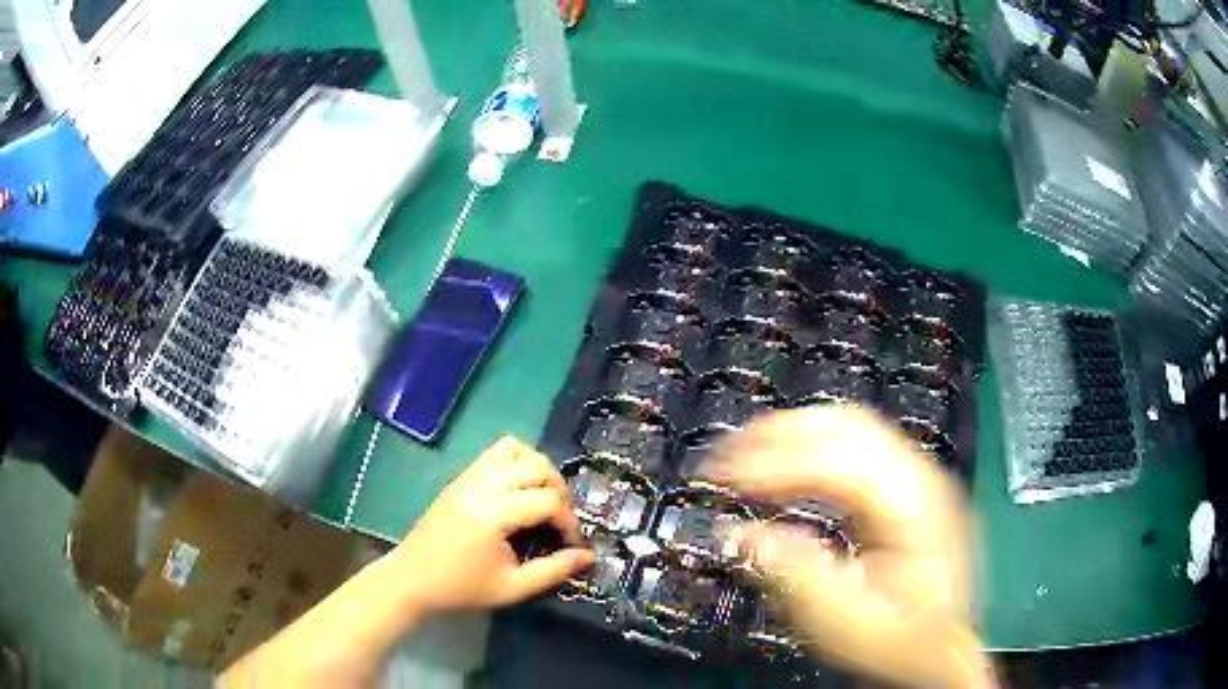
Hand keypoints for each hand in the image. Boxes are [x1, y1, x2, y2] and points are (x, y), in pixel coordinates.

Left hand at [390, 436, 593, 613]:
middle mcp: (482, 484)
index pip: (549, 500)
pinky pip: (496, 451)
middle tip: (560, 522)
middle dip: (560, 492)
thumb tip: (588, 556)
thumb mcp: (512, 588)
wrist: (412, 579)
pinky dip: (517, 461)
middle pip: (539, 466)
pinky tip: (519, 491)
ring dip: (539, 470)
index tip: (573, 545)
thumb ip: (554, 570)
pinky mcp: (461, 477)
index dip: (569, 522)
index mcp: (494, 512)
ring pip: (518, 449)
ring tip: (542, 499)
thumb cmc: (461, 588)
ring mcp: (469, 476)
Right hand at [716, 406, 990, 688]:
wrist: (941, 649)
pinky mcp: (906, 489)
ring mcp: (916, 480)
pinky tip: (785, 466)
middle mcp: (920, 480)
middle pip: (847, 424)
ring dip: (793, 433)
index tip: (724, 475)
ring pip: (851, 426)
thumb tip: (745, 534)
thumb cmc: (903, 641)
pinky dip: (811, 447)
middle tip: (727, 454)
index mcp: (913, 508)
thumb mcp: (847, 625)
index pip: (837, 460)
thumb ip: (796, 576)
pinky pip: (854, 448)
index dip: (774, 462)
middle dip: (779, 431)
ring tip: (745, 454)